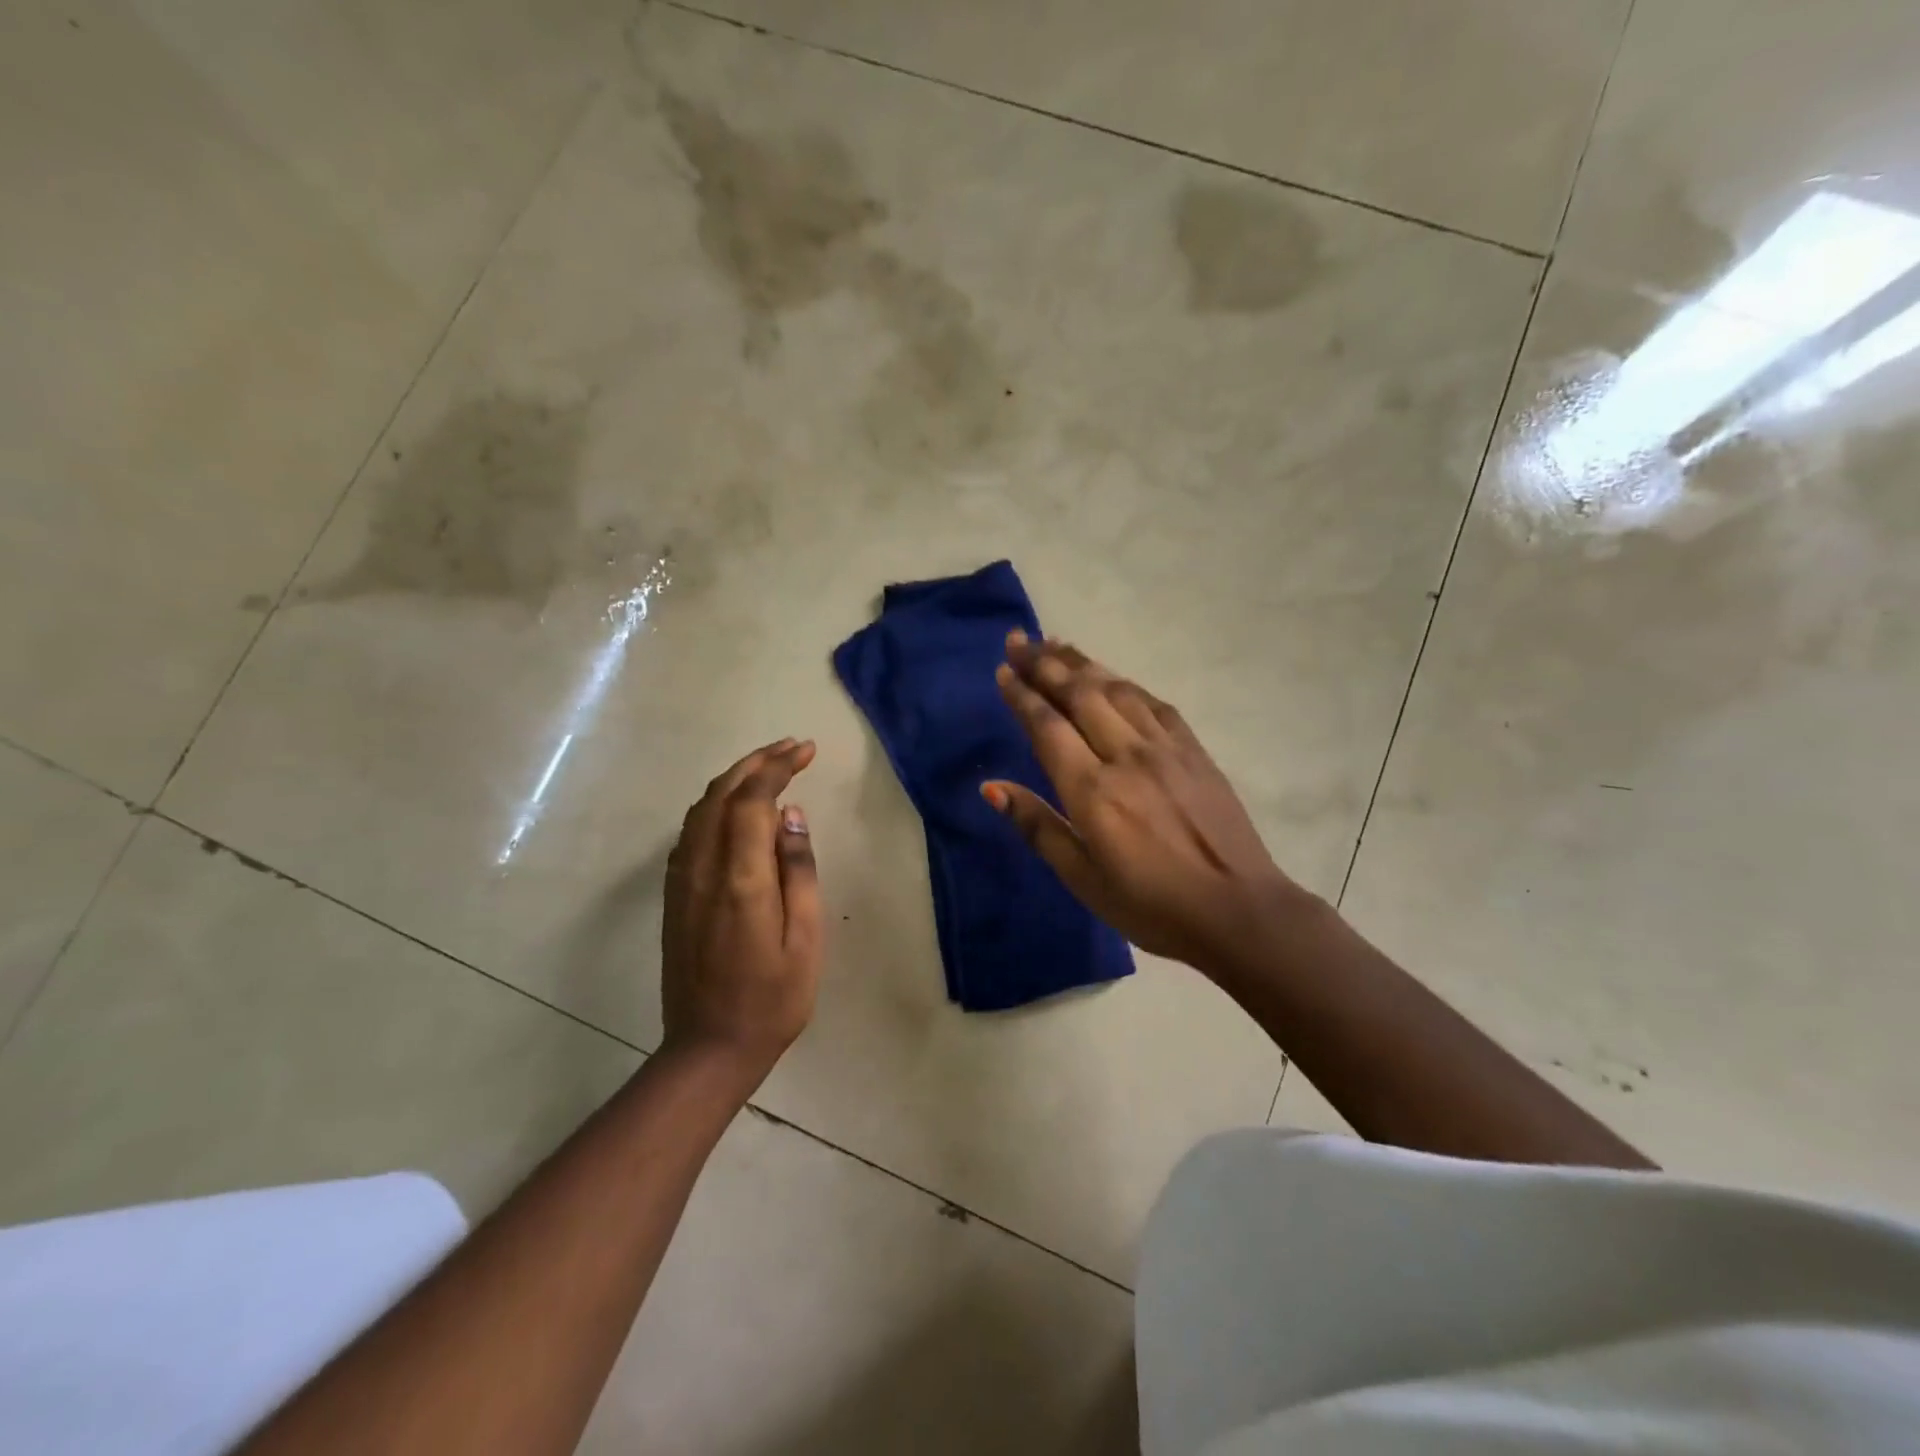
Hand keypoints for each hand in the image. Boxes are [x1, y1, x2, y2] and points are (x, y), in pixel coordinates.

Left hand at [661, 738, 821, 1085]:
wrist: (709, 1047)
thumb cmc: (773, 997)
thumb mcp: (805, 938)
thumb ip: (798, 871)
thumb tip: (791, 815)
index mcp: (740, 878)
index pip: (753, 799)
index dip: (778, 766)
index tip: (806, 750)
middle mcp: (702, 868)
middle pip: (722, 794)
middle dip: (757, 762)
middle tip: (792, 748)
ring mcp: (682, 880)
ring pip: (701, 808)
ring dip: (734, 778)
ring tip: (769, 766)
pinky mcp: (674, 894)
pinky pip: (691, 831)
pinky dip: (715, 804)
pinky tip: (736, 808)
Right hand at [984, 634, 1309, 974]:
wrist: (1238, 910)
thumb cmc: (1150, 904)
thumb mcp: (1082, 879)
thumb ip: (1037, 826)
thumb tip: (991, 787)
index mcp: (1092, 790)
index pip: (1047, 726)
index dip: (1022, 694)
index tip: (1003, 670)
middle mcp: (1126, 755)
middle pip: (1079, 694)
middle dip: (1044, 664)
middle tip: (1018, 641)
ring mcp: (1165, 748)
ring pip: (1116, 689)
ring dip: (1082, 663)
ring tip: (1055, 645)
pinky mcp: (1194, 750)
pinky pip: (1154, 703)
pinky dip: (1126, 683)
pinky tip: (1113, 677)